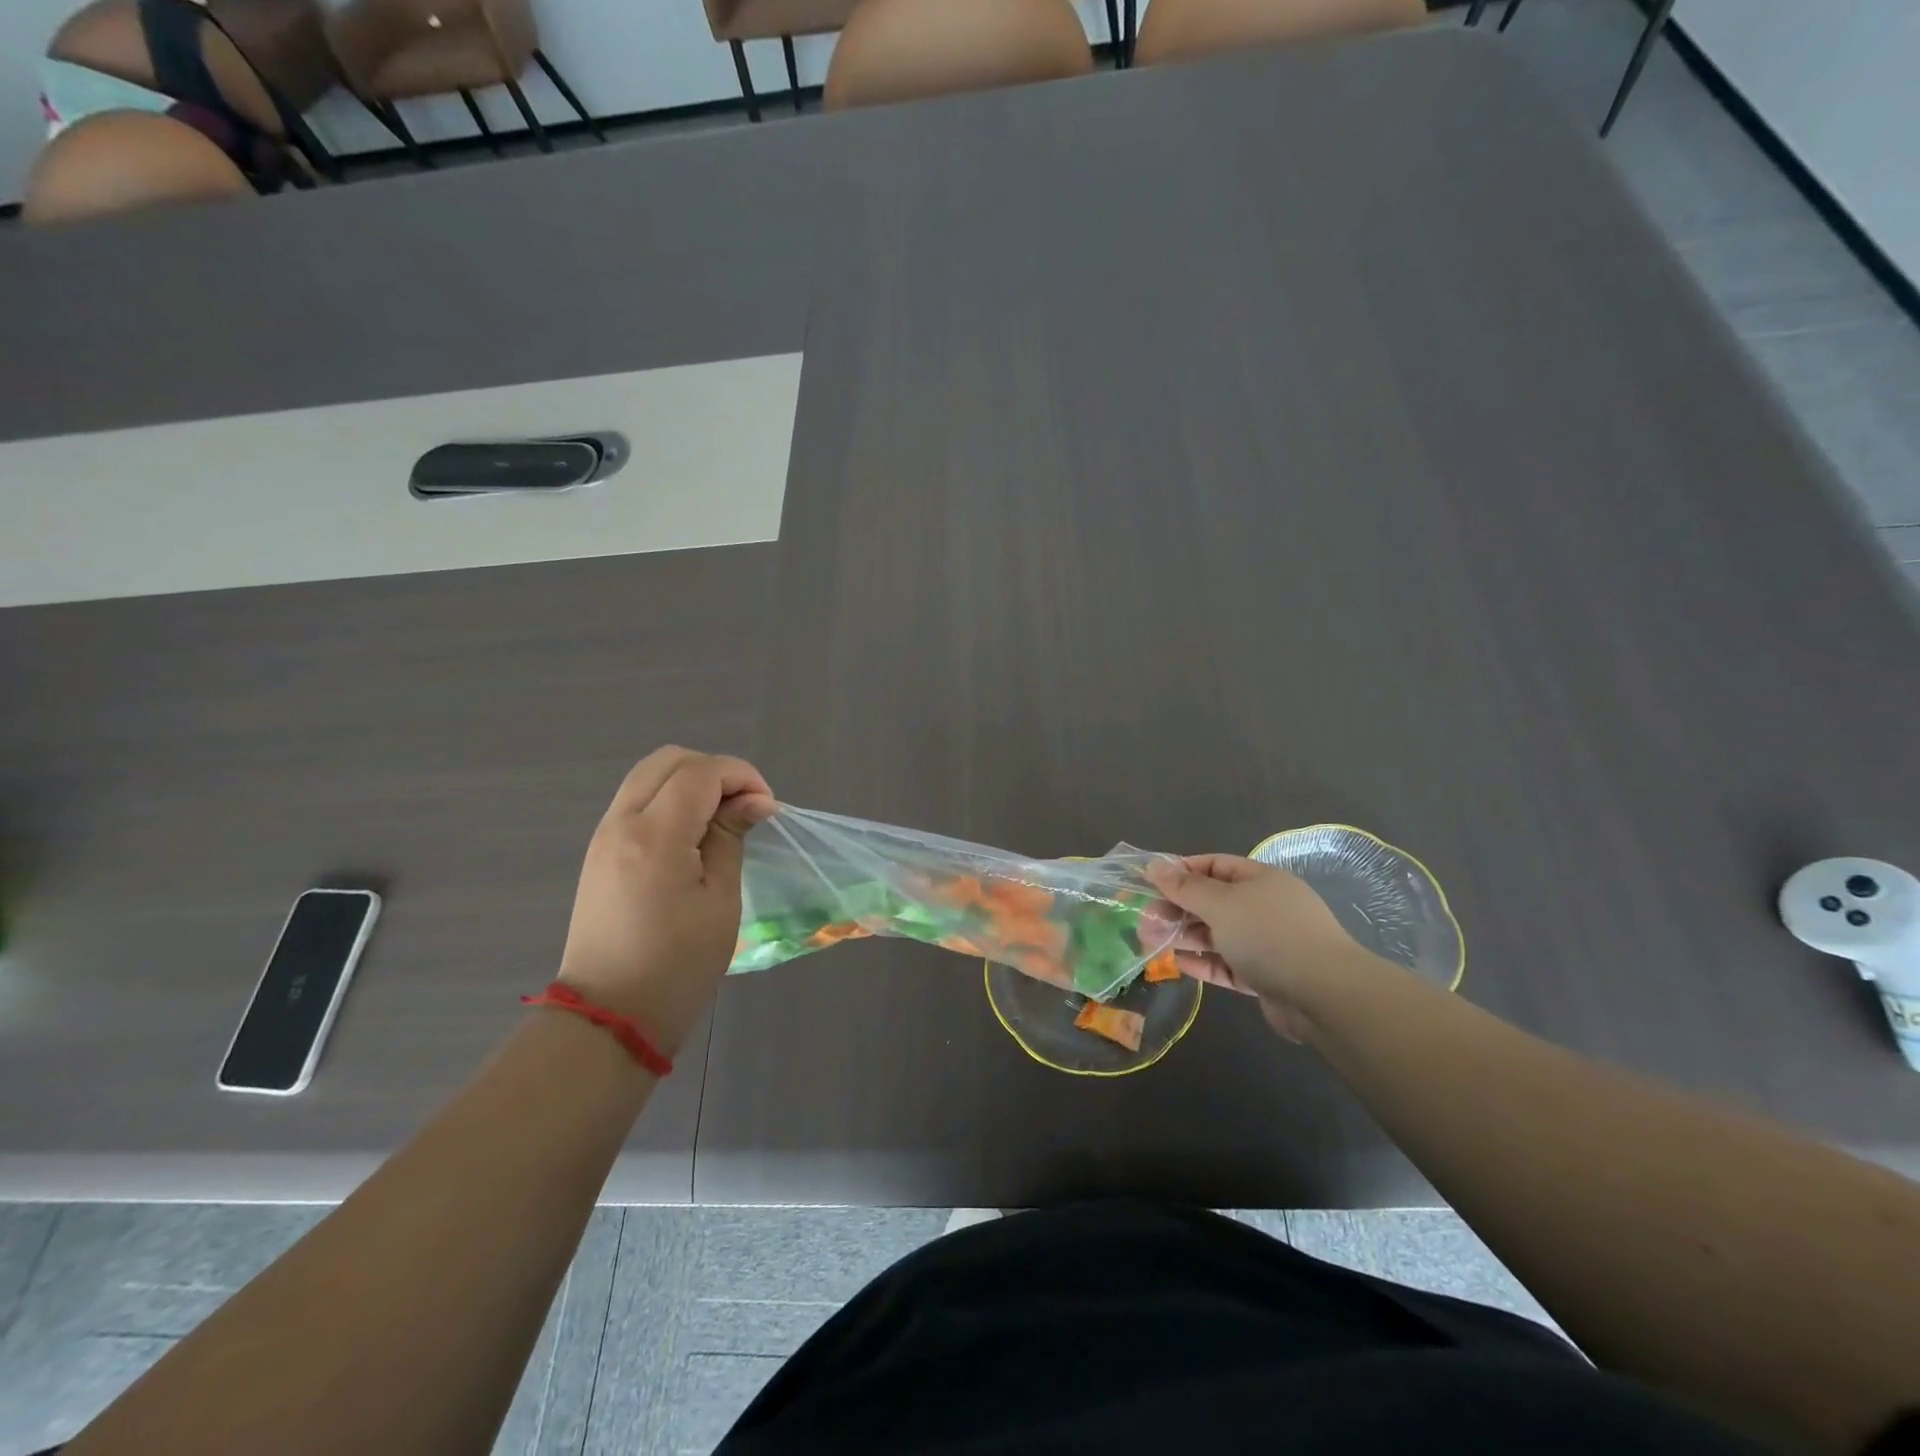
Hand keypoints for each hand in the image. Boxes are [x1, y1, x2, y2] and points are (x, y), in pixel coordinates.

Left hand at [556, 747, 776, 1054]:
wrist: (609, 1017)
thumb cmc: (677, 965)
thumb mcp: (721, 900)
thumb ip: (731, 837)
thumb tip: (753, 801)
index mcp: (655, 836)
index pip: (701, 772)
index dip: (741, 776)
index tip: (767, 808)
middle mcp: (621, 823)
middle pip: (669, 760)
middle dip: (715, 771)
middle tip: (744, 807)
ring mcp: (604, 835)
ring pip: (649, 775)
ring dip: (691, 782)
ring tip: (721, 819)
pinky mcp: (599, 852)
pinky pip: (637, 801)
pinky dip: (670, 799)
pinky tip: (693, 834)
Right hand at [1146, 855, 1371, 1039]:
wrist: (1325, 995)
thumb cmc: (1269, 934)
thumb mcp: (1220, 903)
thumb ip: (1185, 887)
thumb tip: (1154, 865)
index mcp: (1260, 879)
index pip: (1214, 866)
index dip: (1181, 871)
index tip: (1149, 883)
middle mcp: (1265, 907)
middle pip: (1213, 901)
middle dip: (1178, 908)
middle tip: (1144, 918)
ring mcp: (1267, 943)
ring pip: (1218, 934)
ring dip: (1186, 936)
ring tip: (1151, 940)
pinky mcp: (1267, 976)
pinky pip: (1228, 964)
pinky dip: (1204, 962)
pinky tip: (1178, 964)